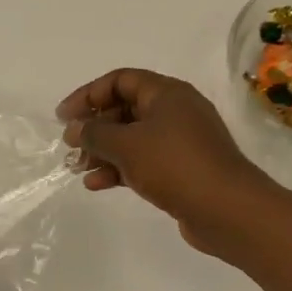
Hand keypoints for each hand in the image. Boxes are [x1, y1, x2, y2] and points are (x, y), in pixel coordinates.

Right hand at [57, 68, 274, 252]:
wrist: (228, 210)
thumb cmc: (175, 165)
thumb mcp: (127, 145)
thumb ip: (95, 133)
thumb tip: (75, 128)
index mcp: (167, 93)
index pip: (120, 80)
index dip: (88, 94)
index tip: (64, 116)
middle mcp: (176, 111)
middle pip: (126, 109)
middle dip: (95, 127)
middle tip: (70, 145)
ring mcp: (181, 142)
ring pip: (133, 138)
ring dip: (104, 151)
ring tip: (77, 168)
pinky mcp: (182, 170)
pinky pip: (144, 161)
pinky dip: (120, 168)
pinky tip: (97, 184)